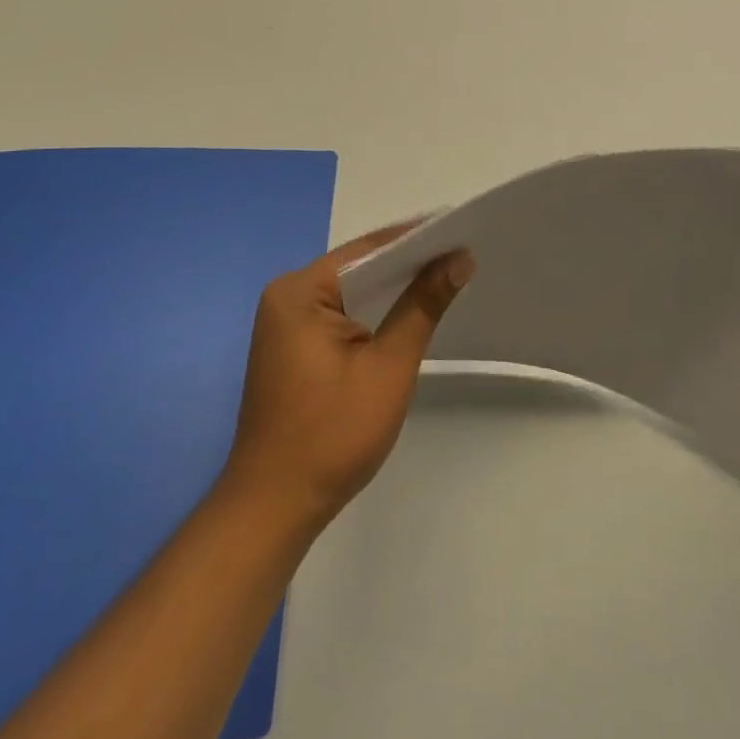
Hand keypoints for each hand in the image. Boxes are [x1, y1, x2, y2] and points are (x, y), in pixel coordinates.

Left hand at [219, 224, 475, 536]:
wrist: (274, 508)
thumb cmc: (332, 434)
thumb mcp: (388, 366)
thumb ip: (423, 306)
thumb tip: (459, 259)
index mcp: (300, 291)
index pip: (369, 249)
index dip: (418, 239)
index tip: (463, 230)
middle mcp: (287, 296)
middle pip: (360, 266)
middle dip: (410, 263)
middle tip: (464, 254)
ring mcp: (287, 323)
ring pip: (353, 291)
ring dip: (395, 289)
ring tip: (449, 276)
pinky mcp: (294, 347)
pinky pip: (342, 314)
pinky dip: (376, 312)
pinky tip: (410, 312)